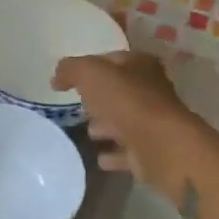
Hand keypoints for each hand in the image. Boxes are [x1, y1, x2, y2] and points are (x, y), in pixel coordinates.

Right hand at [51, 50, 193, 179]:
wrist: (161, 145)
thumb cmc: (126, 101)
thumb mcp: (90, 73)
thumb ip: (70, 69)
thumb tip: (57, 77)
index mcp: (140, 65)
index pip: (110, 59)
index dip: (88, 66)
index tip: (68, 79)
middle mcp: (150, 90)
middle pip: (119, 91)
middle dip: (99, 98)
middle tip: (77, 105)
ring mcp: (152, 122)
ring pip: (124, 121)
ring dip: (106, 126)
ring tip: (87, 131)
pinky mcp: (151, 151)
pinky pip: (127, 151)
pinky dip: (114, 154)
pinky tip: (99, 158)